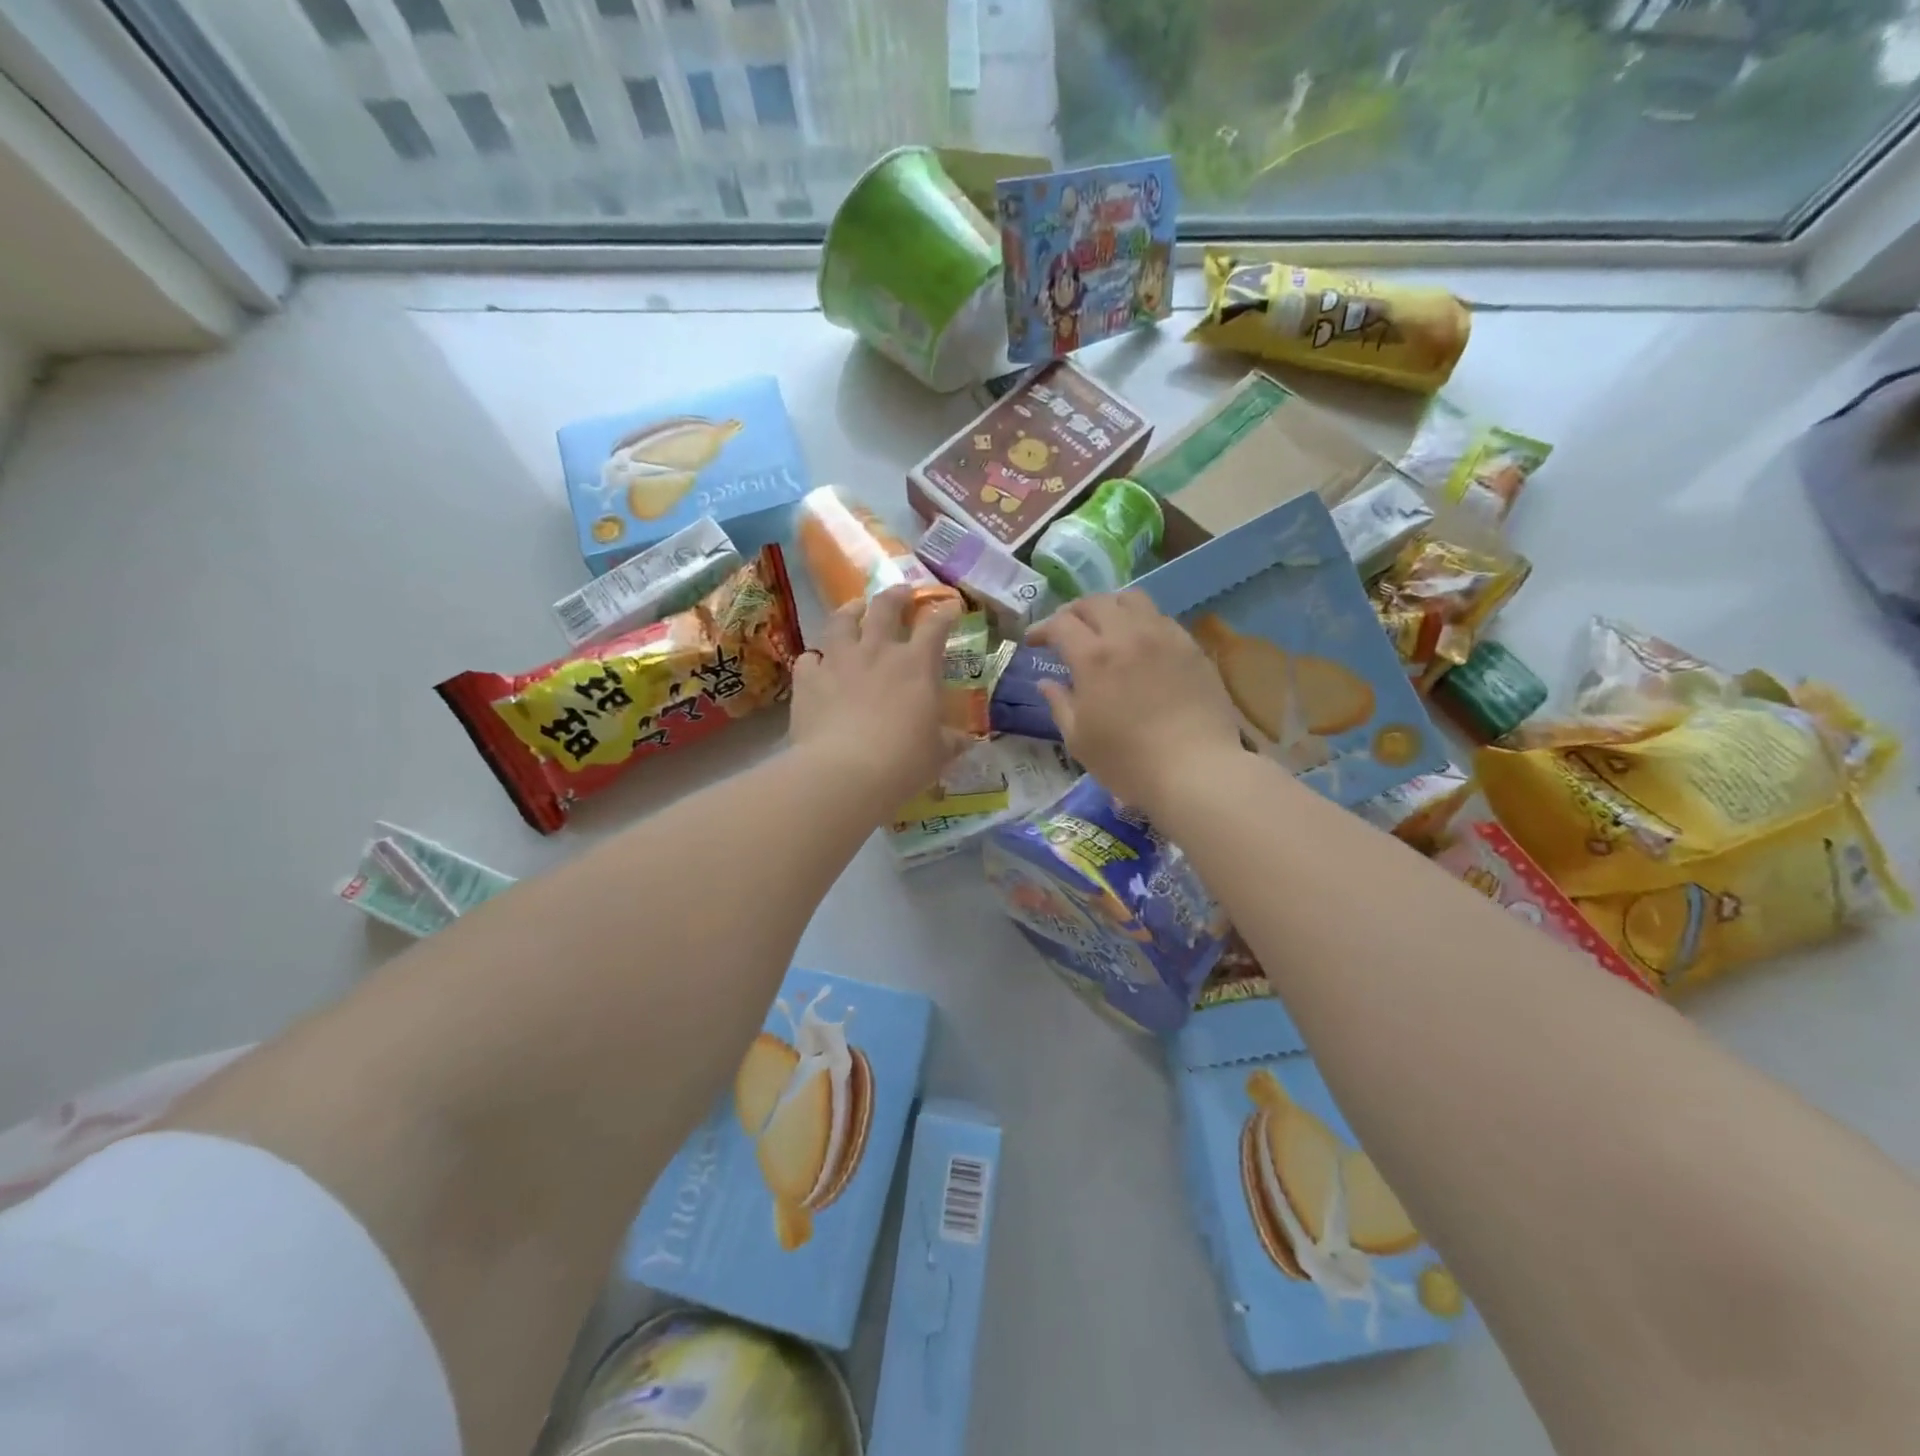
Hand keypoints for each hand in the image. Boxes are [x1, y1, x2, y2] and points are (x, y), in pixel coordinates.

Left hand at [788, 586, 967, 818]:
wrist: (844, 773)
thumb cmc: (903, 762)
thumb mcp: (938, 754)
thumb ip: (951, 742)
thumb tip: (966, 741)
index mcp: (916, 665)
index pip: (935, 625)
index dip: (945, 611)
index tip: (951, 606)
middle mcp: (877, 652)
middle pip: (885, 607)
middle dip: (896, 595)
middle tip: (901, 592)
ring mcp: (839, 661)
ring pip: (842, 621)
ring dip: (850, 610)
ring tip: (854, 608)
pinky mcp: (808, 679)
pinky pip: (809, 658)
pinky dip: (815, 659)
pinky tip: (817, 664)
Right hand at [1029, 591, 1245, 814]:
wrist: (1196, 770)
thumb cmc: (1128, 761)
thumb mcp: (1079, 740)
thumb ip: (1060, 704)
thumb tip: (1046, 683)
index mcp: (1093, 657)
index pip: (1061, 623)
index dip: (1042, 628)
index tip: (1034, 642)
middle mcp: (1127, 634)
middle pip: (1095, 602)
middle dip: (1074, 612)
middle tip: (1066, 631)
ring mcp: (1164, 636)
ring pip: (1132, 599)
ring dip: (1110, 608)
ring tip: (1106, 628)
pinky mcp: (1191, 647)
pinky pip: (1161, 618)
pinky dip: (1142, 622)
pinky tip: (1141, 645)